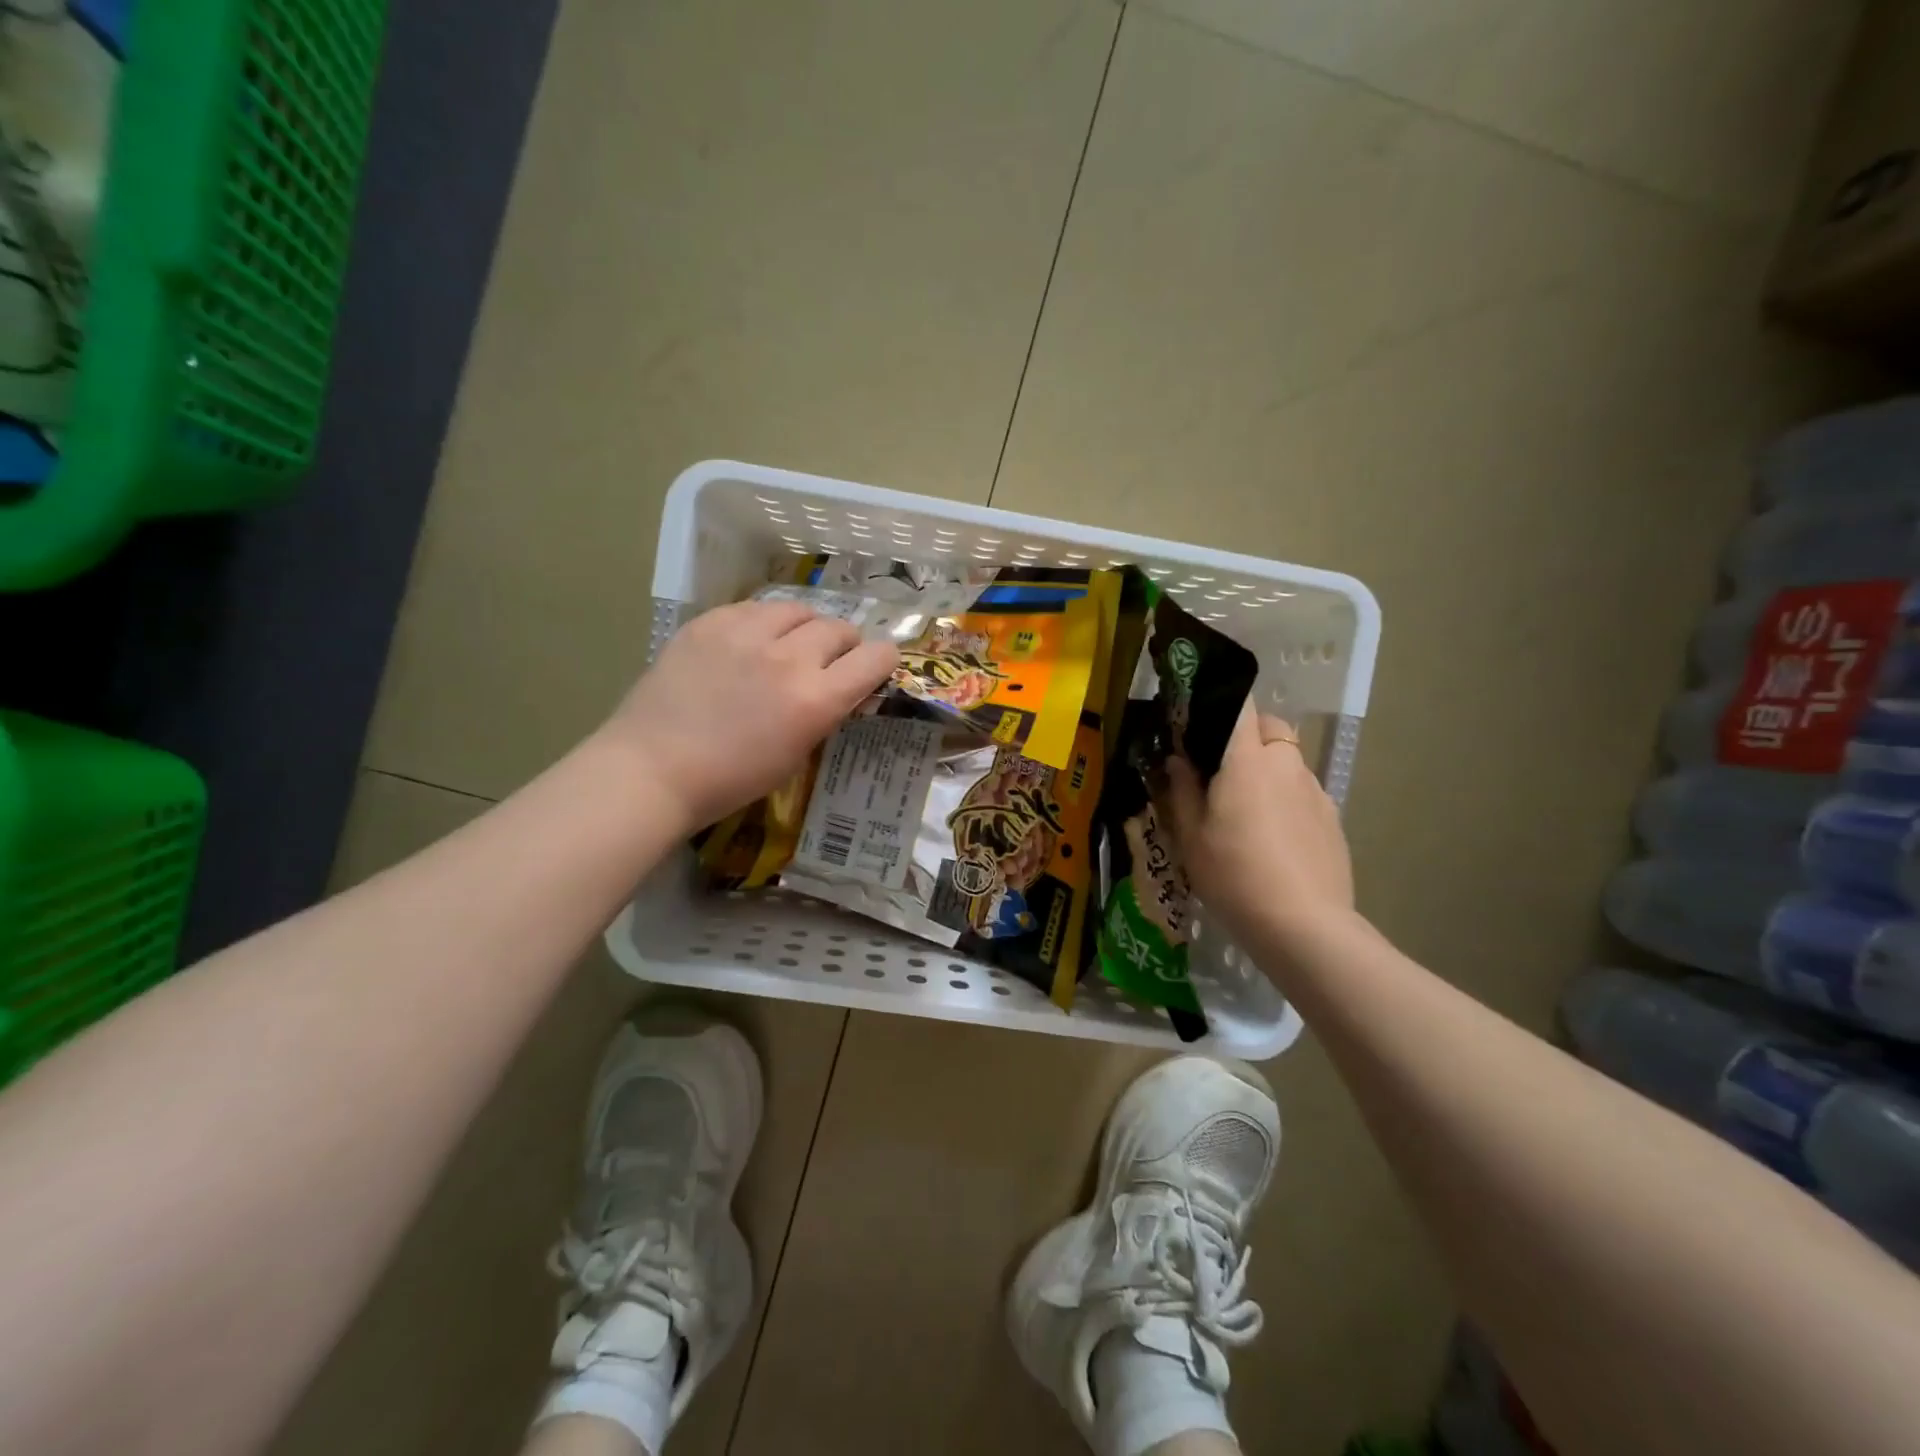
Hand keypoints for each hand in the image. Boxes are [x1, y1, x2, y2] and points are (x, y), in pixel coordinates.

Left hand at [601, 600, 898, 830]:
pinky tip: (750, 643)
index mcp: (816, 699)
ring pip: (799, 609)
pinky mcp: (711, 621)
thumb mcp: (796, 755)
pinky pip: (755, 608)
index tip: (873, 670)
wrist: (653, 768)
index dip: (882, 662)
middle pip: (840, 628)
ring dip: (805, 628)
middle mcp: (789, 657)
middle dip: (844, 646)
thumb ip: (825, 713)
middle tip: (828, 663)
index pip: (876, 657)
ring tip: (789, 645)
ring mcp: (746, 633)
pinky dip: (764, 623)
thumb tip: (842, 689)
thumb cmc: (730, 779)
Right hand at [1163, 705, 1354, 951]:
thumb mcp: (1191, 837)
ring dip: (1268, 770)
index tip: (1201, 719)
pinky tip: (1274, 838)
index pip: (1241, 705)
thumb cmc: (1234, 875)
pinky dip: (1287, 799)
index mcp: (1248, 760)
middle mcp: (1287, 764)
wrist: (1304, 926)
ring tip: (1247, 810)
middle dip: (1247, 735)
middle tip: (1221, 769)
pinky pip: (1304, 792)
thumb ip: (1181, 790)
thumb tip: (1178, 760)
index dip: (1221, 702)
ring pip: (1288, 761)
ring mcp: (1316, 791)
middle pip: (1270, 727)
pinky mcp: (1333, 819)